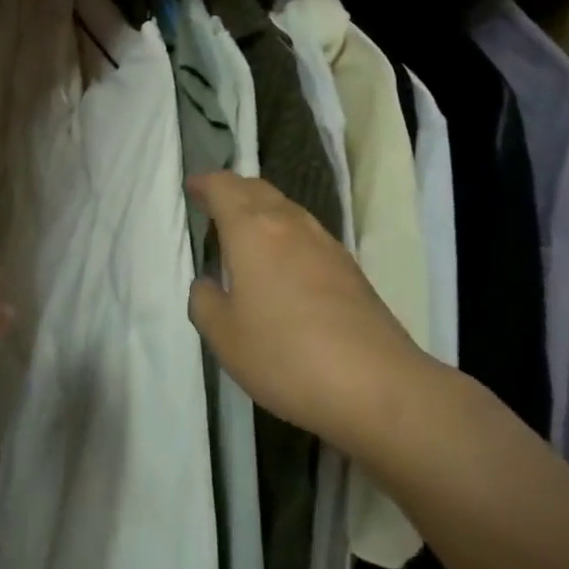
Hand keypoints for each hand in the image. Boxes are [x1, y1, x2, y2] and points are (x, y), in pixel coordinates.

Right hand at [188, 172, 427, 452]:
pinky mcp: (348, 267)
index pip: (225, 187)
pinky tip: (282, 263)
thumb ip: (205, 302)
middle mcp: (289, 224)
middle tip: (214, 205)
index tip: (193, 188)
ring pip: (286, 208)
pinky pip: (306, 232)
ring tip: (245, 232)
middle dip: (233, 191)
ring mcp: (324, 242)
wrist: (376, 384)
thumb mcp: (225, 337)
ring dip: (261, 210)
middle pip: (257, 189)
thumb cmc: (285, 356)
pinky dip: (285, 233)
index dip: (206, 183)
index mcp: (252, 230)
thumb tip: (208, 283)